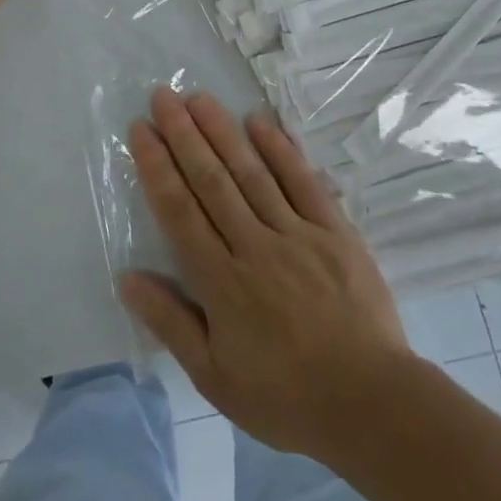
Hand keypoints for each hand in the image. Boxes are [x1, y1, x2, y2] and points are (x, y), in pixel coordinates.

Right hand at [119, 90, 414, 461]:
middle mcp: (254, 246)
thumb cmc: (285, 396)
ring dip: (223, 131)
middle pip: (212, 180)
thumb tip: (127, 277)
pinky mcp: (335, 231)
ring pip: (251, 172)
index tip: (141, 129)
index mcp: (221, 282)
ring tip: (199, 97)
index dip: (157, 166)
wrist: (372, 405)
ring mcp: (297, 234)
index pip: (180, 211)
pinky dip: (281, 149)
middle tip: (163, 95)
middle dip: (183, 134)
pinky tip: (260, 122)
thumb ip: (171, 323)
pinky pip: (303, 182)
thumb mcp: (215, 377)